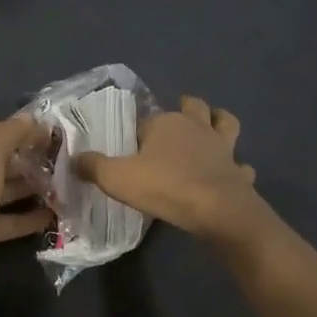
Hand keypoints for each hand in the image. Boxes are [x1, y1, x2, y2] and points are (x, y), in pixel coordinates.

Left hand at [0, 116, 52, 299]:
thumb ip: (12, 134)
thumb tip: (33, 119)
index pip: (1, 132)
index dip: (28, 131)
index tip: (59, 134)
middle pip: (6, 161)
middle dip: (34, 159)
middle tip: (68, 162)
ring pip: (9, 190)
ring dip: (34, 188)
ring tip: (66, 187)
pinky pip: (10, 220)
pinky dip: (29, 218)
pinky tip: (54, 215)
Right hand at [76, 95, 269, 243]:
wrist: (216, 209)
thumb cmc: (164, 187)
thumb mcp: (116, 178)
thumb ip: (93, 167)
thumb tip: (75, 158)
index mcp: (166, 123)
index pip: (148, 118)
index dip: (140, 130)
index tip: (132, 145)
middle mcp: (196, 127)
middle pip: (194, 107)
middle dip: (187, 108)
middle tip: (178, 119)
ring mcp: (222, 148)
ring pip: (226, 124)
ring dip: (220, 124)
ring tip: (212, 130)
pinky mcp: (238, 171)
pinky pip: (241, 165)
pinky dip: (237, 168)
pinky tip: (231, 174)